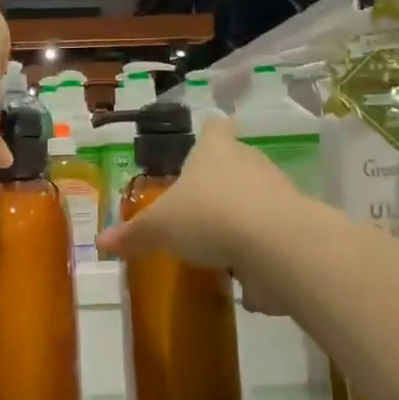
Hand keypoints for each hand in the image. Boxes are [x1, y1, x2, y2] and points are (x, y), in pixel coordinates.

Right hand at [96, 115, 297, 287]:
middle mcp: (249, 160)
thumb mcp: (161, 228)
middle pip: (235, 162)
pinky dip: (258, 247)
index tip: (201, 146)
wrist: (277, 244)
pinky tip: (243, 272)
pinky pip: (271, 230)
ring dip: (240, 216)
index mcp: (214, 150)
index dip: (208, 135)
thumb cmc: (209, 216)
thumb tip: (101, 241)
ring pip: (256, 196)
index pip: (215, 127)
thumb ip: (134, 234)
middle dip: (219, 182)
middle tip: (197, 207)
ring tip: (218, 244)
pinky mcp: (297, 223)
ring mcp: (278, 190)